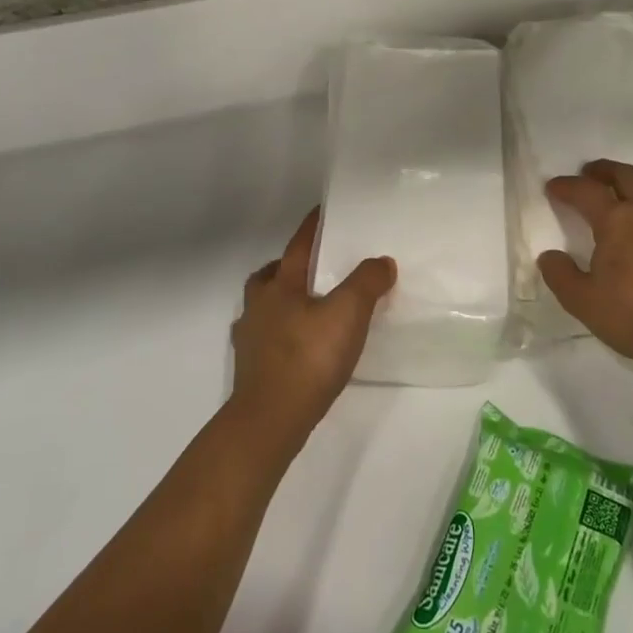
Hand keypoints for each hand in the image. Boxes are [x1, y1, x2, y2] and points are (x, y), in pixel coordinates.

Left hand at [229, 210, 395, 448]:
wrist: (270, 420)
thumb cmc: (308, 358)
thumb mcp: (348, 313)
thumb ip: (367, 283)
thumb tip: (382, 262)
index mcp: (280, 286)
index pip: (298, 247)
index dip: (312, 228)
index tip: (322, 212)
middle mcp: (258, 306)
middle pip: (270, 275)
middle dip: (288, 267)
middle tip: (312, 270)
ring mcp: (250, 339)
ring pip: (263, 307)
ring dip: (282, 301)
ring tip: (310, 310)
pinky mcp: (251, 369)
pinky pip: (265, 339)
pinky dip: (280, 334)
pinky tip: (299, 347)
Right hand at [537, 159, 632, 382]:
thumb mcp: (582, 302)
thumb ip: (560, 275)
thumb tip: (550, 256)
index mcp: (616, 220)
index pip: (586, 191)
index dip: (566, 186)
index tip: (553, 187)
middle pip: (625, 175)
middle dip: (603, 170)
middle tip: (589, 173)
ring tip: (626, 187)